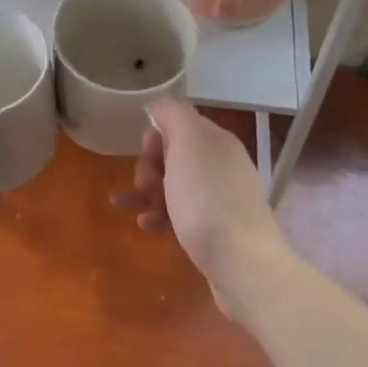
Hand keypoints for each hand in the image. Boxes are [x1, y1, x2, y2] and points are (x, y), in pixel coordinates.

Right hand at [114, 97, 286, 317]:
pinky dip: (158, 215)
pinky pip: (179, 214)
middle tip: (143, 182)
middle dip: (149, 166)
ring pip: (173, 186)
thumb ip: (172, 115)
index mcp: (217, 142)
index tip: (146, 151)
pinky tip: (145, 225)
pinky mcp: (214, 229)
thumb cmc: (207, 199)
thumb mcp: (187, 144)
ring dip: (146, 192)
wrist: (241, 262)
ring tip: (127, 205)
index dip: (157, 135)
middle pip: (174, 155)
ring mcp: (219, 199)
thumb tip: (159, 104)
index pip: (181, 124)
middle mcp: (222, 165)